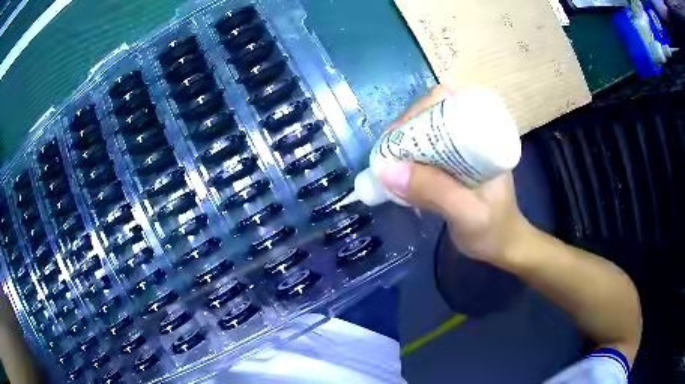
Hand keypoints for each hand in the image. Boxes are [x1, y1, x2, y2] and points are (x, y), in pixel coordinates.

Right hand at [379, 85, 533, 262]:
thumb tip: (387, 169)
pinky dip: (409, 156)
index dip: (417, 112)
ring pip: (427, 130)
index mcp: (485, 135)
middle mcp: (473, 134)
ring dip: (404, 141)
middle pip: (432, 113)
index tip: (395, 137)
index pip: (448, 103)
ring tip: (388, 163)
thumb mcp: (468, 215)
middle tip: (387, 154)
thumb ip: (435, 193)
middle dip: (406, 128)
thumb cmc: (493, 231)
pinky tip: (400, 171)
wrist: (504, 245)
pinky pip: (427, 149)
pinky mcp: (454, 162)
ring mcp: (463, 148)